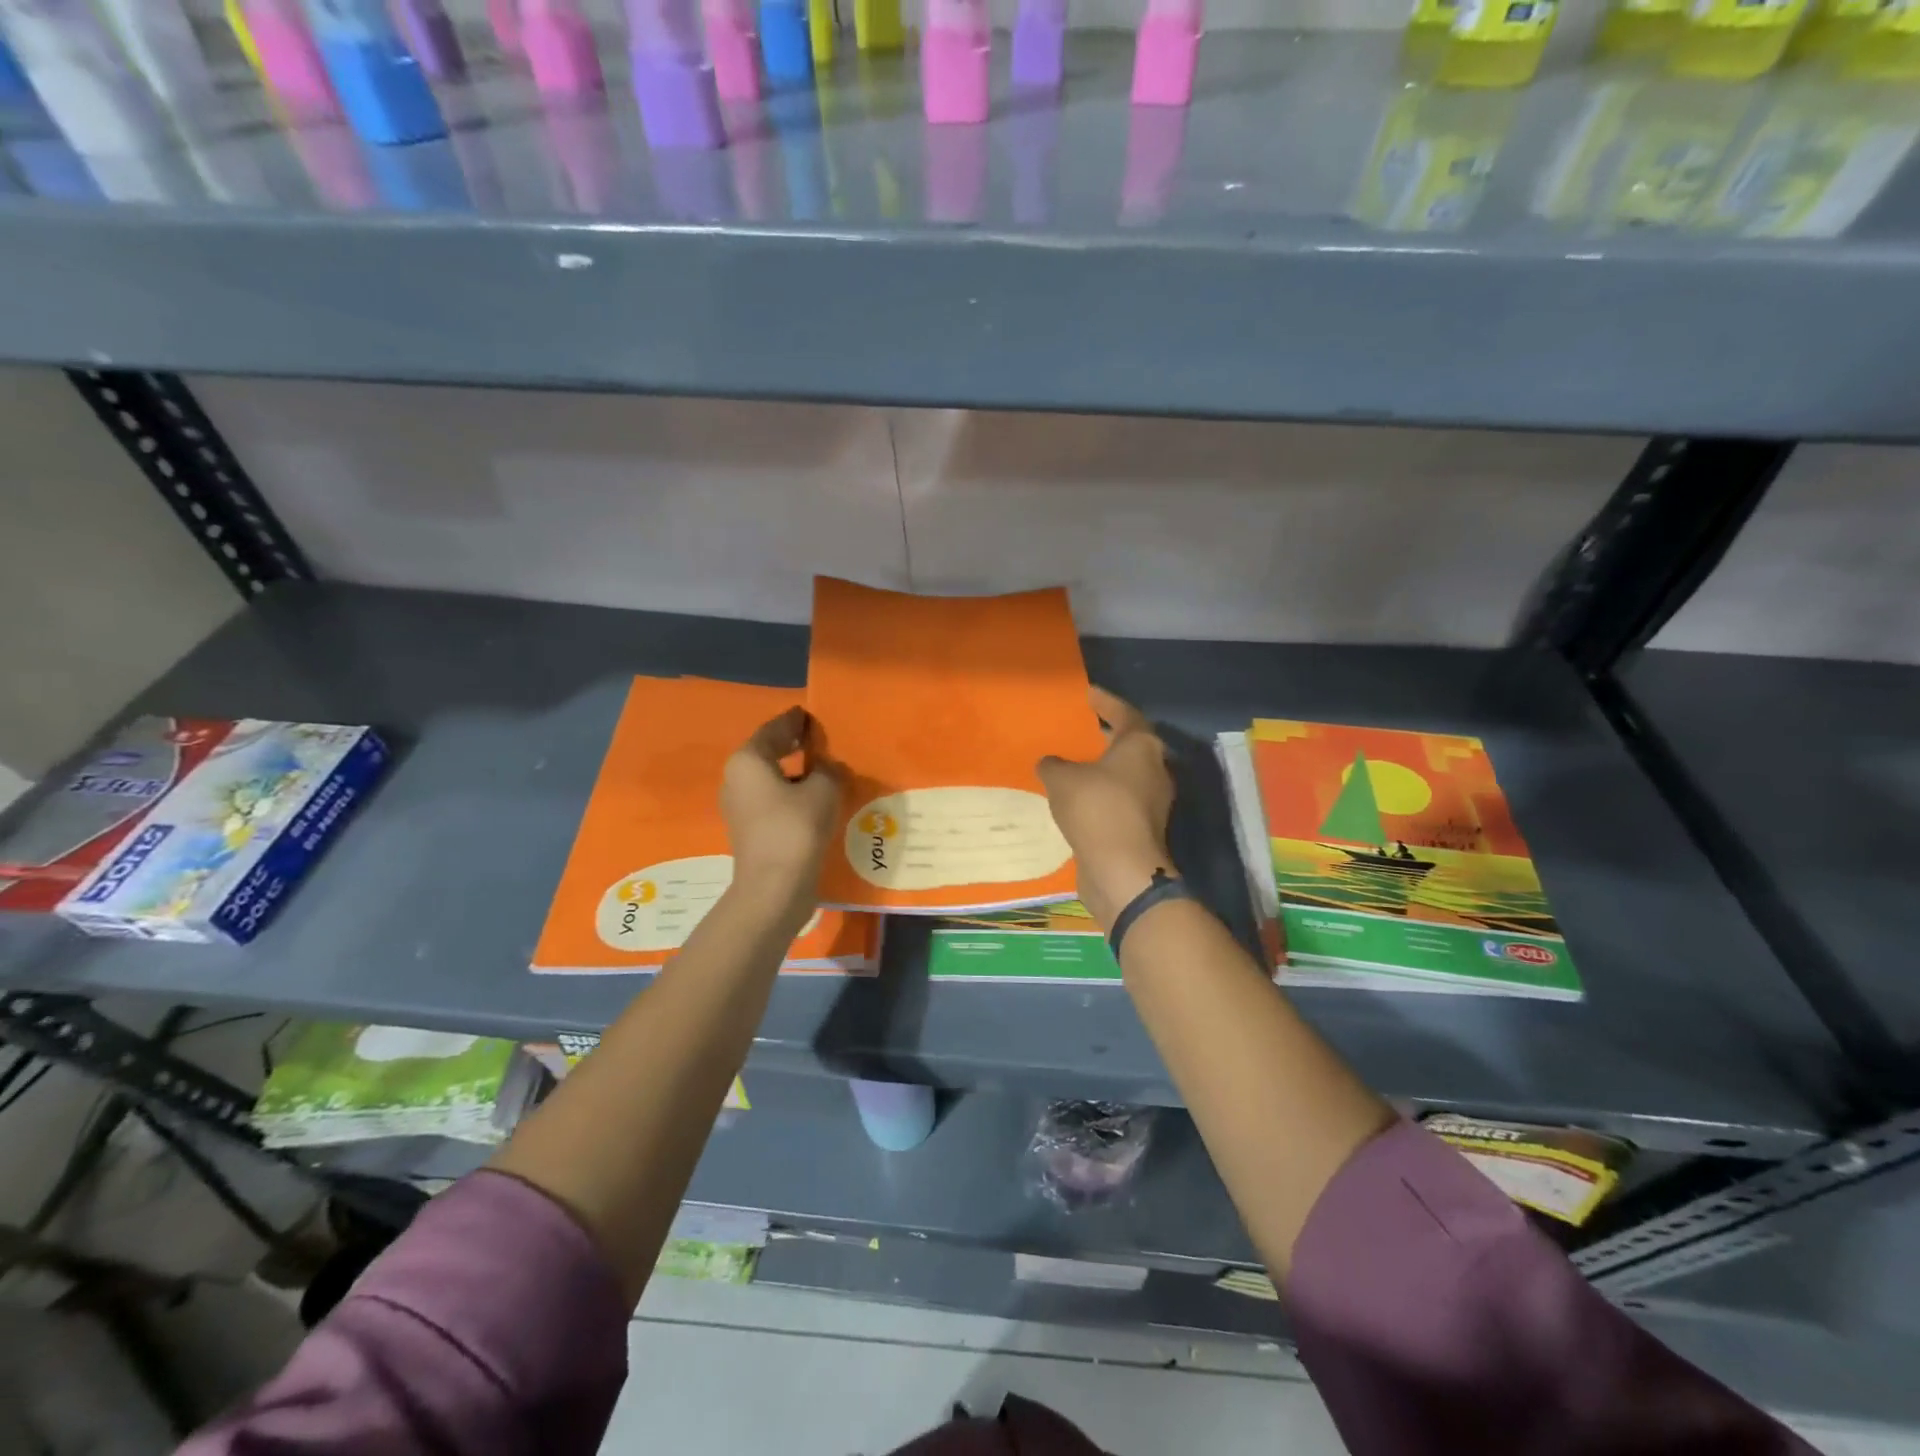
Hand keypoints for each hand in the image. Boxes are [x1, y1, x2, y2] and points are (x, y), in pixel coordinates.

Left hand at [721, 707, 841, 914]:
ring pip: (769, 779)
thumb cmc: (796, 828)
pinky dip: (790, 793)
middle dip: (792, 746)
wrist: (774, 887)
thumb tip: (827, 768)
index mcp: (748, 760)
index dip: (795, 722)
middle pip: (767, 753)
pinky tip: (812, 798)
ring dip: (793, 772)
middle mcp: (736, 778)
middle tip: (818, 738)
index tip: (810, 715)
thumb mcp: (824, 790)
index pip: (774, 730)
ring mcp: (739, 807)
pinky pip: (772, 800)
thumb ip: (828, 770)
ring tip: (821, 769)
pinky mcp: (750, 830)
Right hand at [1037, 687, 1175, 931]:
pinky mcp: (1144, 828)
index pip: (1125, 713)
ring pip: (1127, 776)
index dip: (1105, 702)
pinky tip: (1078, 801)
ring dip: (1104, 771)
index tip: (1087, 694)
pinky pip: (1120, 802)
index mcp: (1141, 746)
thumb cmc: (1096, 808)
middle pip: (1131, 745)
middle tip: (1081, 731)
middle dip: (1106, 738)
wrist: (1122, 869)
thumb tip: (1050, 763)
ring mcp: (1154, 801)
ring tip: (1075, 767)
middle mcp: (1155, 769)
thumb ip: (1053, 765)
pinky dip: (1102, 797)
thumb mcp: (1061, 779)